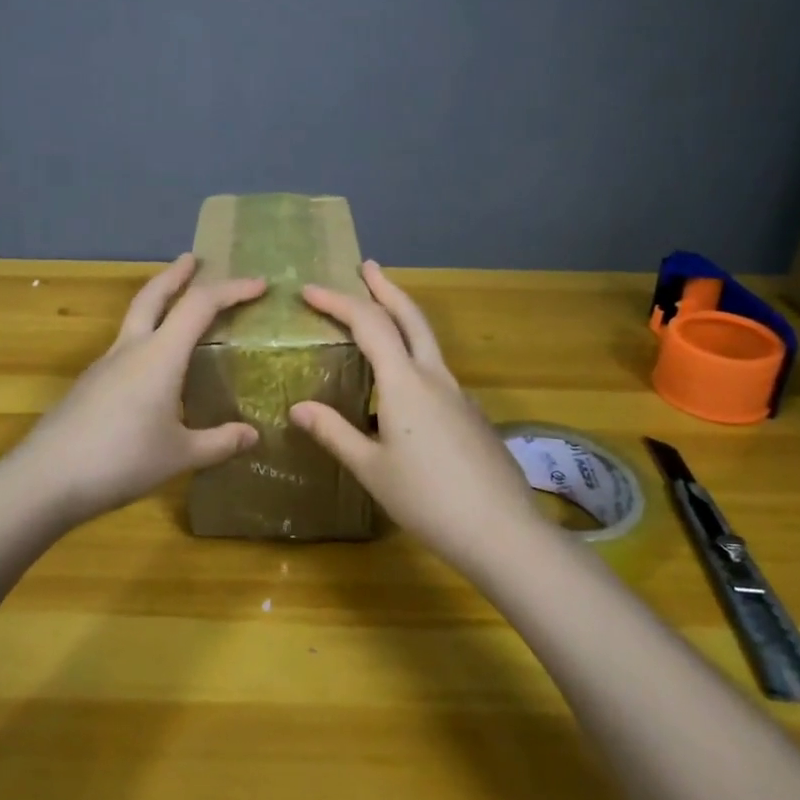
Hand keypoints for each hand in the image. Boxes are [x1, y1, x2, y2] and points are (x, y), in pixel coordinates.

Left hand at [10, 253, 266, 524]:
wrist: (45, 479)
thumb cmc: (121, 461)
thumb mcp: (180, 455)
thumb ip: (218, 443)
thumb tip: (252, 435)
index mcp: (159, 355)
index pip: (200, 305)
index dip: (232, 290)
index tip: (259, 285)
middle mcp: (131, 349)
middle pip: (153, 295)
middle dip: (176, 274)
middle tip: (193, 259)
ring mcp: (104, 365)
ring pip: (134, 319)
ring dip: (157, 303)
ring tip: (176, 310)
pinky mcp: (89, 385)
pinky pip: (124, 348)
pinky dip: (145, 339)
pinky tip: (152, 369)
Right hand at [288, 261, 536, 563]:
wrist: (502, 531)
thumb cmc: (427, 499)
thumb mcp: (371, 469)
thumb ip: (334, 433)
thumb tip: (297, 408)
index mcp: (405, 383)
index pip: (368, 324)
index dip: (337, 302)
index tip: (310, 291)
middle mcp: (435, 377)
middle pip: (411, 316)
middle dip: (386, 288)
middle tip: (367, 267)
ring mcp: (459, 394)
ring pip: (428, 342)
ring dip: (403, 318)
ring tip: (381, 317)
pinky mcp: (471, 415)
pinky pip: (437, 372)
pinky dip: (414, 357)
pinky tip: (403, 388)